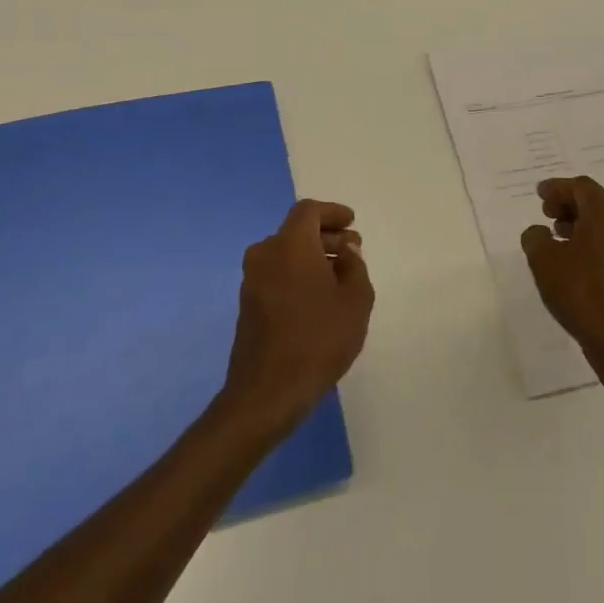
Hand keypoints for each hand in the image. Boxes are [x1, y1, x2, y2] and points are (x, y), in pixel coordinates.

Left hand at [222, 199, 374, 435]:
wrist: (268, 391)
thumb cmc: (319, 339)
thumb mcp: (355, 301)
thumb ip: (355, 267)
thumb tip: (346, 252)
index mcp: (290, 245)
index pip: (309, 211)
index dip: (333, 212)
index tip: (352, 223)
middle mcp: (265, 254)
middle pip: (297, 231)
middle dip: (326, 236)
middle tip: (352, 250)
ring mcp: (252, 280)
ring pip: (286, 253)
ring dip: (313, 256)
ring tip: (340, 276)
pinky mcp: (248, 303)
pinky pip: (277, 273)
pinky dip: (298, 273)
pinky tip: (319, 296)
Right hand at [520, 176, 603, 372]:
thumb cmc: (580, 290)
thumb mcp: (544, 260)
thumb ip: (535, 237)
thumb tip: (539, 232)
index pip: (581, 187)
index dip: (557, 187)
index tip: (539, 194)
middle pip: (595, 201)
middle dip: (568, 203)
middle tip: (546, 212)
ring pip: (603, 223)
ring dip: (578, 222)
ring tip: (555, 234)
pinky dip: (589, 240)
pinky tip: (572, 258)